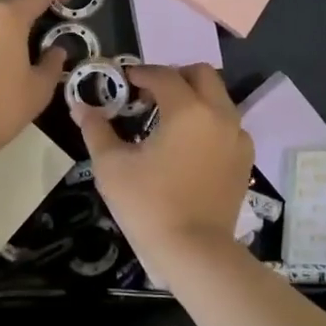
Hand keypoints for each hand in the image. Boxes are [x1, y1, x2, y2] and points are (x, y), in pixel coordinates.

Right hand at [74, 63, 254, 264]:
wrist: (194, 252)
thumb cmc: (149, 205)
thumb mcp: (111, 166)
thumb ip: (96, 129)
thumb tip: (80, 106)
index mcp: (187, 109)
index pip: (162, 75)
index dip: (140, 73)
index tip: (124, 81)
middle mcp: (219, 114)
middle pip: (200, 74)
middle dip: (174, 75)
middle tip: (150, 93)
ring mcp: (237, 137)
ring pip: (218, 98)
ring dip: (194, 97)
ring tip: (169, 118)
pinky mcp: (245, 159)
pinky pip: (229, 125)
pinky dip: (210, 122)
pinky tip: (191, 144)